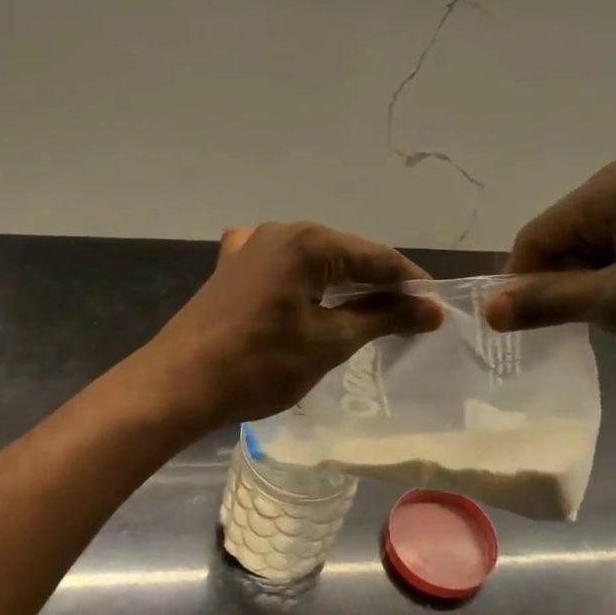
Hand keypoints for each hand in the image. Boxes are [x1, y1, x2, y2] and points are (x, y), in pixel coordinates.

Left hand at [140, 222, 439, 429]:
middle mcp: (280, 231)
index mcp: (309, 241)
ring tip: (370, 315)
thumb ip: (384, 317)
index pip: (377, 258)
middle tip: (408, 318)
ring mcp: (250, 246)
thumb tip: (432, 309)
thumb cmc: (260, 364)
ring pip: (314, 262)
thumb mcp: (330, 341)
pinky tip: (309, 300)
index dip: (411, 284)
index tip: (436, 310)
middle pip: (346, 255)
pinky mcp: (231, 268)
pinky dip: (305, 284)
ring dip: (342, 285)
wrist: (179, 383)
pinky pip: (282, 269)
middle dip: (378, 284)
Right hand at [485, 161, 615, 383]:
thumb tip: (487, 311)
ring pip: (605, 272)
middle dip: (573, 303)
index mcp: (608, 192)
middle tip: (576, 345)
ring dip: (607, 315)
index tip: (519, 333)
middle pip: (570, 254)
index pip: (536, 238)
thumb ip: (551, 303)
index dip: (521, 286)